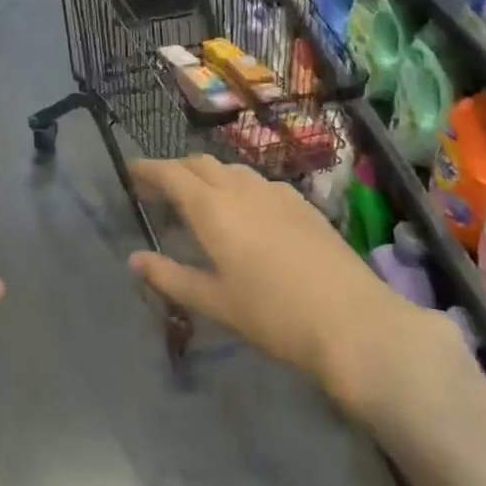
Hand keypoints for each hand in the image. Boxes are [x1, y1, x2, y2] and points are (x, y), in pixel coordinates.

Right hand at [128, 156, 458, 428]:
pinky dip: (238, 186)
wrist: (354, 322)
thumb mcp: (215, 302)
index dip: (148, 169)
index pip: (170, 174)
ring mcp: (275, 191)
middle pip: (199, 163)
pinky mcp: (301, 203)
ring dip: (208, 175)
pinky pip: (257, 181)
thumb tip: (135, 259)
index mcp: (212, 207)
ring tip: (201, 200)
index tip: (131, 170)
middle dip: (176, 170)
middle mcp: (240, 187)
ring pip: (230, 169)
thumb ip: (171, 277)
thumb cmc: (274, 315)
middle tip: (161, 189)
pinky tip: (246, 213)